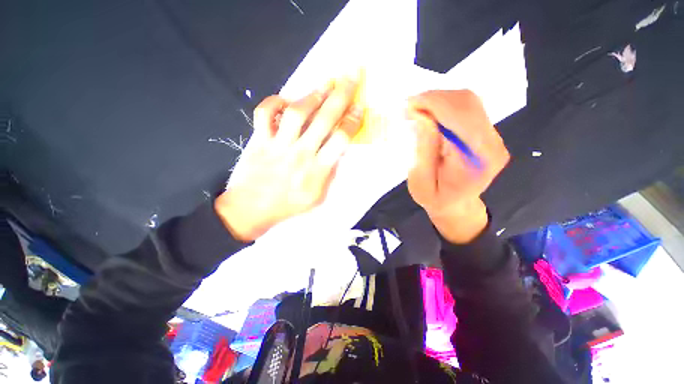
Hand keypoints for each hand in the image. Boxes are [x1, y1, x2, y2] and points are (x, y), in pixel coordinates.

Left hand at [215, 80, 362, 241]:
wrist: (251, 209)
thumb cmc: (288, 206)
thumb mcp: (317, 197)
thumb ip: (328, 174)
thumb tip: (336, 152)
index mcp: (317, 171)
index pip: (340, 141)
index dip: (351, 122)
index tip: (359, 108)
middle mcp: (300, 154)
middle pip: (323, 120)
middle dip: (340, 96)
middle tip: (350, 76)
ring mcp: (278, 145)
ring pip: (297, 113)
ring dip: (313, 96)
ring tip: (325, 84)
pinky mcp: (259, 140)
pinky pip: (264, 114)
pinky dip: (273, 102)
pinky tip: (285, 100)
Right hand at [406, 90, 509, 242]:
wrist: (456, 204)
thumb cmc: (435, 198)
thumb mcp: (421, 183)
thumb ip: (423, 152)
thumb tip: (422, 118)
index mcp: (478, 160)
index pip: (460, 118)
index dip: (434, 104)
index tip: (409, 104)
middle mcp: (493, 143)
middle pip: (467, 103)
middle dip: (434, 98)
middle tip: (409, 105)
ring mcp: (493, 135)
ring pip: (468, 100)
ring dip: (439, 99)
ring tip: (417, 108)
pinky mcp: (486, 131)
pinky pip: (467, 107)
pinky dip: (445, 103)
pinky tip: (429, 111)